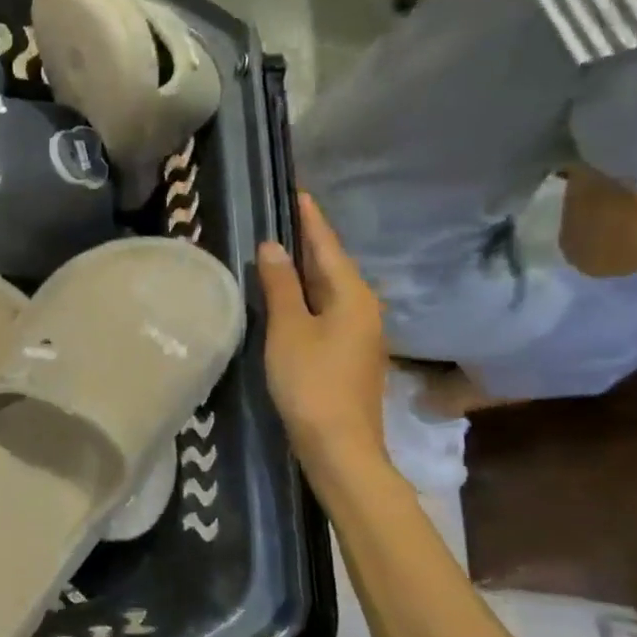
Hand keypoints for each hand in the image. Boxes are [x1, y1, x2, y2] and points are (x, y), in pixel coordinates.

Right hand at [258, 193, 388, 478]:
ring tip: (281, 249)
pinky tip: (291, 295)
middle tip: (282, 215)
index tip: (297, 190)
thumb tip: (273, 245)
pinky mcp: (350, 352)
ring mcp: (360, 332)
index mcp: (352, 295)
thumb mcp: (288, 329)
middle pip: (332, 264)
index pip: (327, 245)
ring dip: (307, 268)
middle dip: (309, 240)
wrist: (340, 446)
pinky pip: (328, 308)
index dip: (310, 219)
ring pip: (330, 288)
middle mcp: (363, 307)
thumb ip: (280, 286)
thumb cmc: (311, 382)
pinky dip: (309, 294)